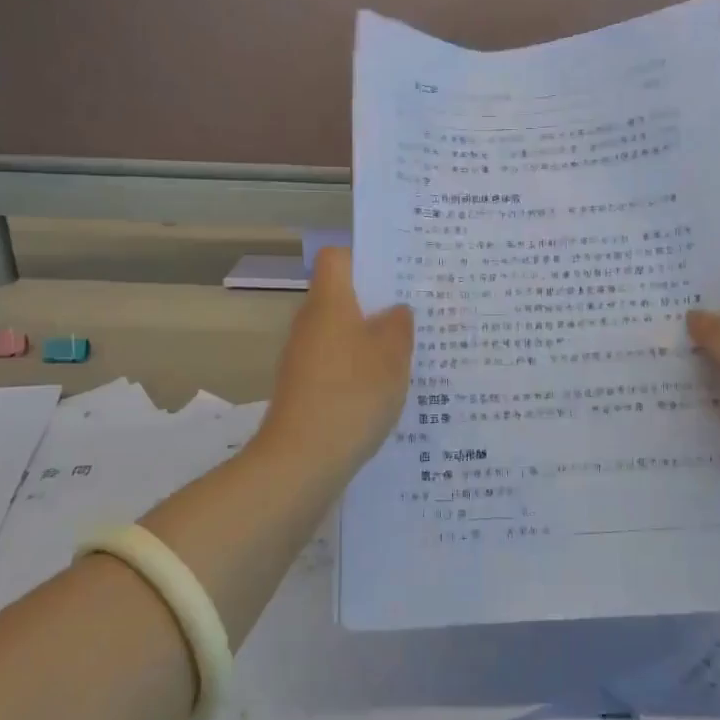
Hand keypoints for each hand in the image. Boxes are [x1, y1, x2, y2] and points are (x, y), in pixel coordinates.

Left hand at [257, 248, 412, 479]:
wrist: (301, 461)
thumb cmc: (352, 395)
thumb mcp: (392, 357)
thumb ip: (399, 326)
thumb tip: (396, 310)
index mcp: (329, 304)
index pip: (337, 258)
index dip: (365, 259)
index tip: (397, 275)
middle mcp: (310, 324)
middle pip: (343, 298)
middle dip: (378, 304)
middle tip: (418, 314)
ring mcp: (303, 359)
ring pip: (342, 334)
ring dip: (371, 341)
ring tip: (411, 354)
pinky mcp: (304, 390)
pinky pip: (338, 365)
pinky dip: (359, 370)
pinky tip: (386, 390)